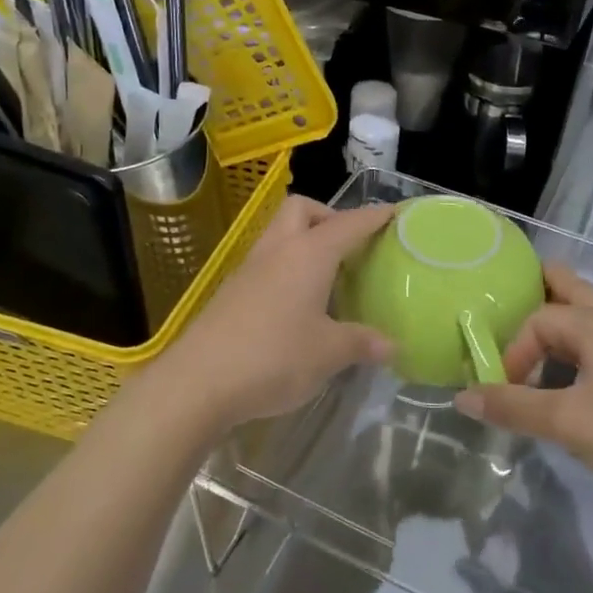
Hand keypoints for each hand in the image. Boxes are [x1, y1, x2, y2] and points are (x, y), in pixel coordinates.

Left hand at [146, 196, 394, 429]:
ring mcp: (249, 269)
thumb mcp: (328, 353)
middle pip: (302, 209)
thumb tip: (390, 344)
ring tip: (329, 276)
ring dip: (305, 241)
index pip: (349, 224)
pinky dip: (287, 268)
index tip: (395, 213)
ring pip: (279, 234)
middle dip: (329, 216)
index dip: (375, 216)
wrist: (197, 383)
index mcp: (308, 254)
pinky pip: (267, 263)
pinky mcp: (231, 292)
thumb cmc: (273, 358)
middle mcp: (278, 250)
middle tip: (351, 246)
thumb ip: (361, 343)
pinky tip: (299, 304)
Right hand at [455, 264, 592, 519]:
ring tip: (521, 356)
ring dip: (552, 330)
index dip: (513, 350)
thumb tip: (461, 397)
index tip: (503, 390)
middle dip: (532, 296)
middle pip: (568, 291)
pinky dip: (570, 353)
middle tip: (498, 317)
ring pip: (583, 320)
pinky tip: (559, 384)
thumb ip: (512, 407)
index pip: (539, 318)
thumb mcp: (567, 423)